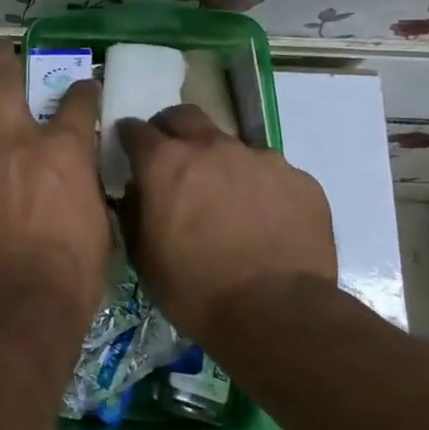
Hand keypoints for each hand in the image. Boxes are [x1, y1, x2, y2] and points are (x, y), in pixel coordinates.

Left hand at [0, 43, 107, 324]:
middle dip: (3, 57)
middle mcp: (14, 138)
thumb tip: (80, 183)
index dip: (83, 90)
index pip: (79, 98)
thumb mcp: (99, 224)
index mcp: (63, 148)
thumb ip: (85, 189)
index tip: (82, 91)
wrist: (17, 299)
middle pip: (4, 75)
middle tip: (0, 51)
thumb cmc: (71, 271)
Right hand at [117, 106, 336, 329]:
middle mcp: (212, 148)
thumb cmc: (194, 289)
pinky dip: (258, 186)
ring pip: (231, 145)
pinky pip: (270, 172)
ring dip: (219, 161)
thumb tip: (137, 191)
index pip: (135, 129)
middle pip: (184, 116)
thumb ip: (133, 210)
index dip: (129, 138)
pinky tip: (262, 219)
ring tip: (225, 199)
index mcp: (165, 163)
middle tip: (172, 159)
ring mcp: (260, 160)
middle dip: (172, 129)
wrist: (277, 314)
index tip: (129, 151)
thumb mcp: (142, 255)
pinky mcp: (300, 179)